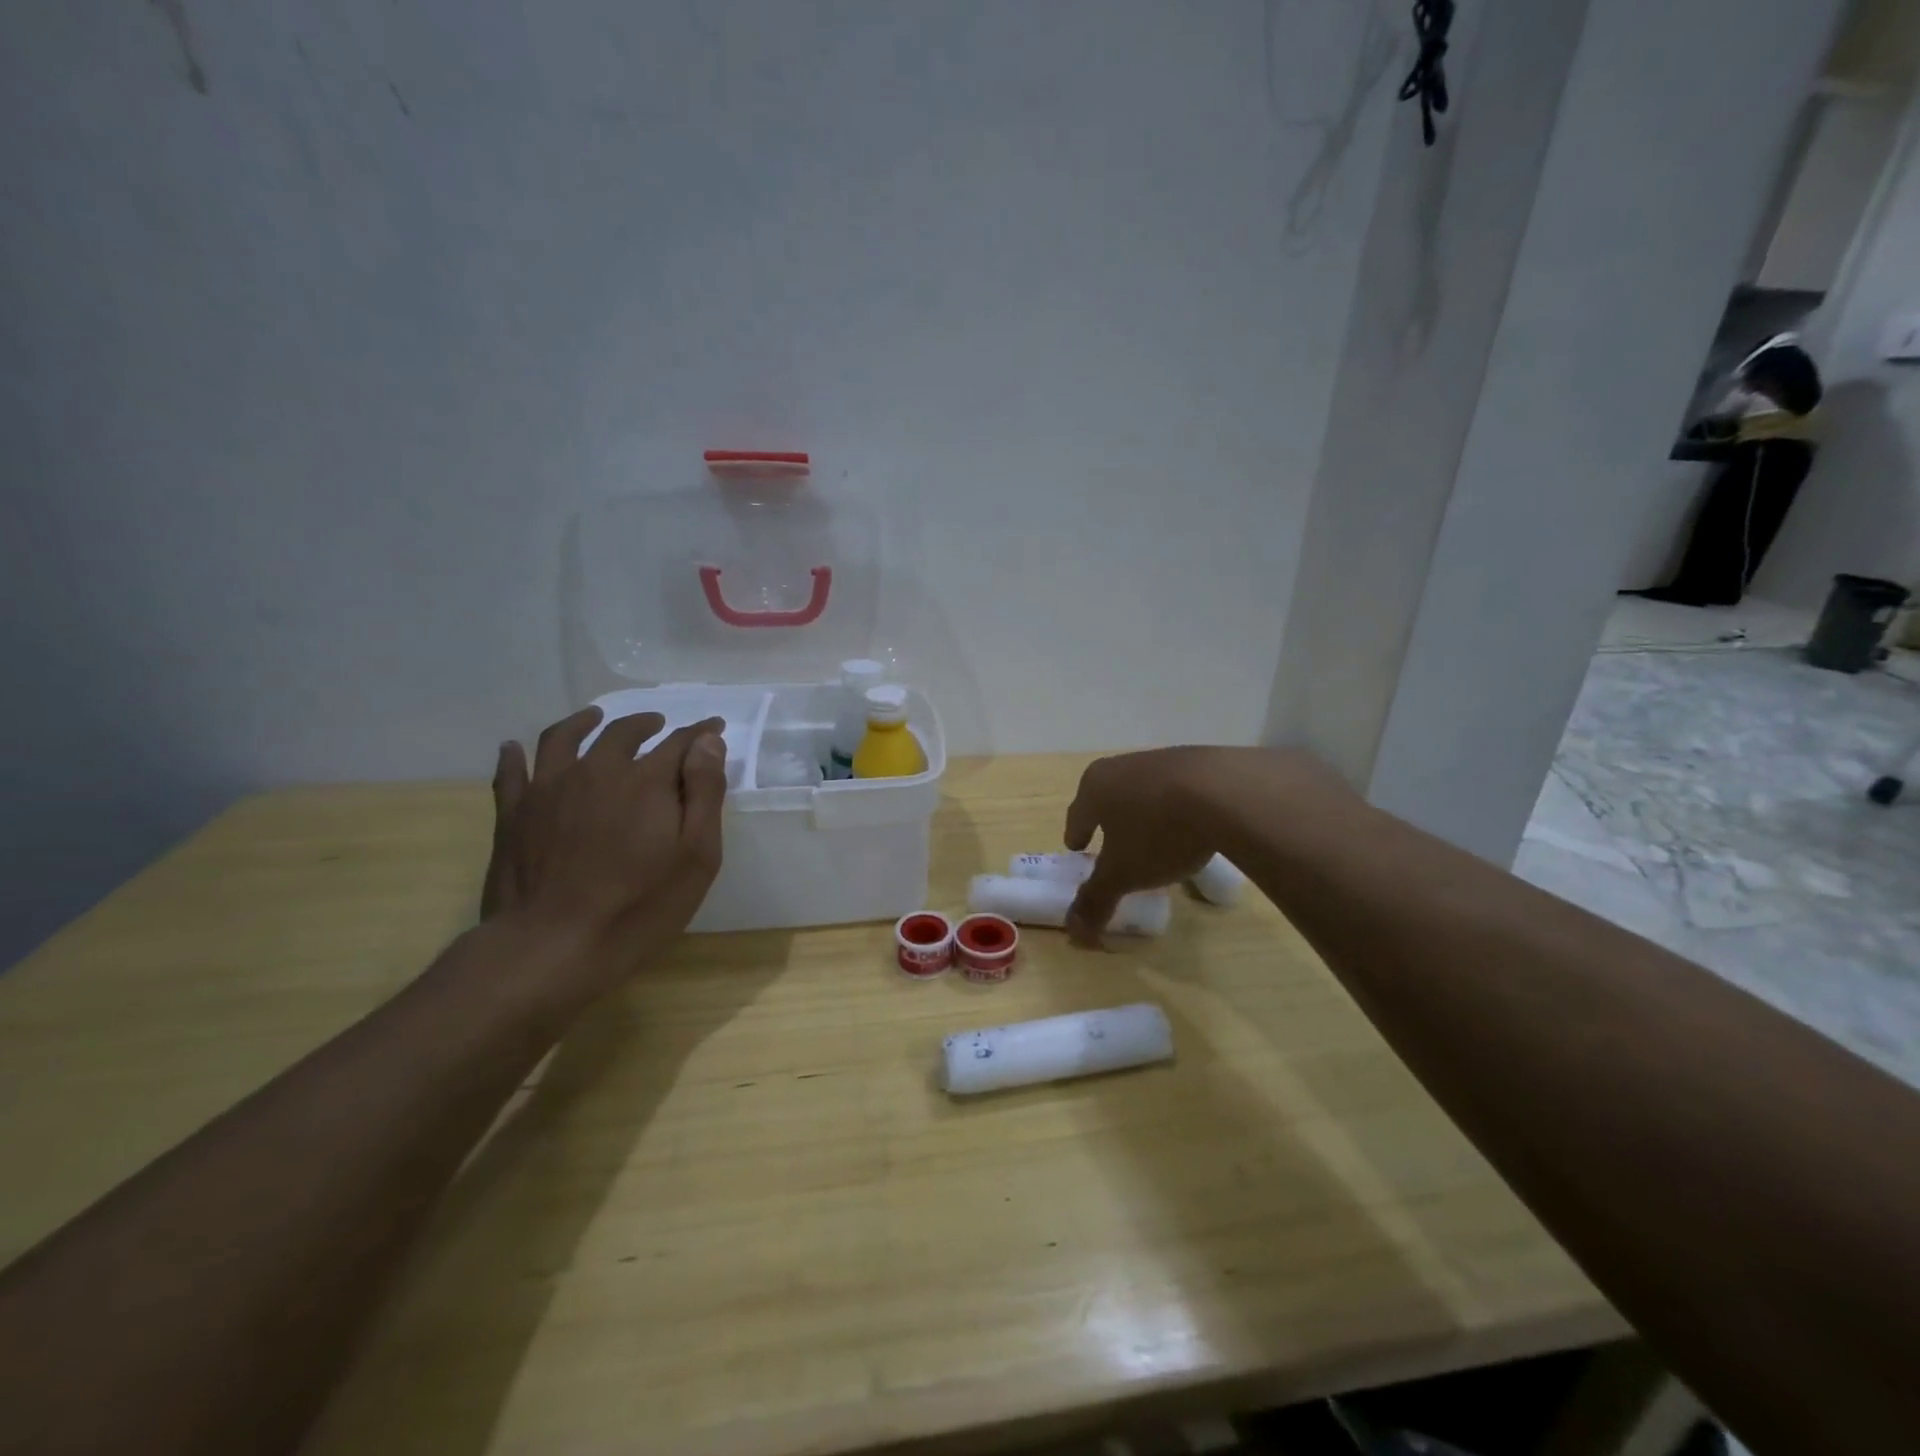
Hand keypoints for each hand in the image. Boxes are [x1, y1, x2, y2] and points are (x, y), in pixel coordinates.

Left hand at [481, 707, 727, 987]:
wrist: (551, 946)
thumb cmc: (639, 906)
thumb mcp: (696, 855)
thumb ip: (704, 792)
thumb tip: (707, 742)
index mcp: (645, 781)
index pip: (679, 743)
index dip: (700, 734)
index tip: (713, 727)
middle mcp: (596, 770)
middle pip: (622, 733)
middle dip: (645, 724)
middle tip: (658, 724)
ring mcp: (548, 790)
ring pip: (563, 738)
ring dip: (583, 722)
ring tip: (594, 717)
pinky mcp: (513, 815)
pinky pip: (510, 772)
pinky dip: (514, 755)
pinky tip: (514, 748)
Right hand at [1062, 748, 1226, 945]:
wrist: (1226, 792)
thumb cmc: (1158, 833)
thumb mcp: (1124, 874)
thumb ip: (1096, 899)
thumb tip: (1074, 932)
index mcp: (1095, 787)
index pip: (1077, 814)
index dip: (1076, 834)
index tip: (1076, 847)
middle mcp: (1122, 766)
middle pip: (1107, 796)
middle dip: (1107, 818)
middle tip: (1110, 840)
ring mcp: (1161, 759)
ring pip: (1142, 789)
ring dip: (1143, 810)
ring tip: (1154, 834)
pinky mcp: (1198, 760)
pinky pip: (1177, 787)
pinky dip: (1176, 804)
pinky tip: (1191, 824)